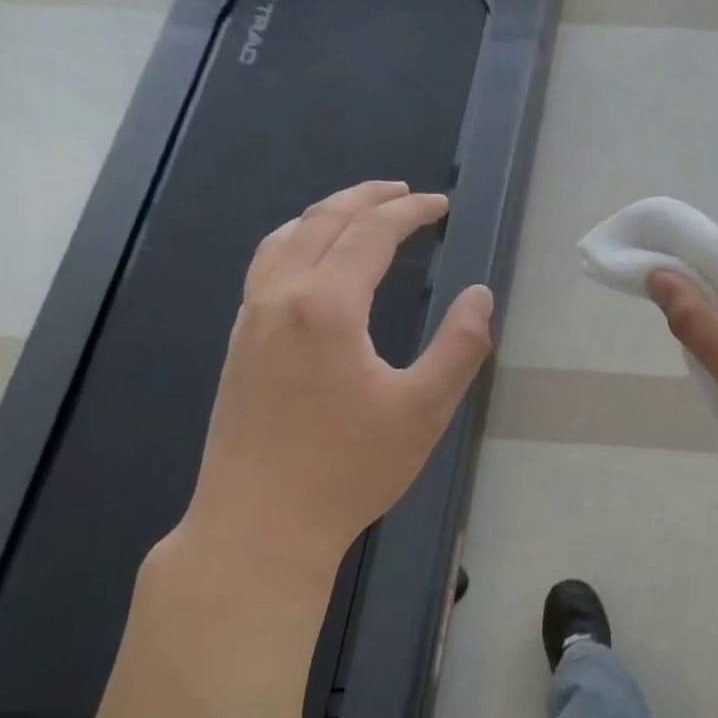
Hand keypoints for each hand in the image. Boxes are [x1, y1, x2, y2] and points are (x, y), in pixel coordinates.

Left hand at [179, 181, 493, 580]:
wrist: (260, 524)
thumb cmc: (350, 468)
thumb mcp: (424, 410)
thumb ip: (459, 346)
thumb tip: (479, 296)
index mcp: (327, 306)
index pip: (370, 234)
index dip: (408, 212)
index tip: (440, 204)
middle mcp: (280, 299)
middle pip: (322, 224)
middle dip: (366, 199)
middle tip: (403, 192)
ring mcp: (250, 322)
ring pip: (283, 241)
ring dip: (324, 215)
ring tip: (356, 211)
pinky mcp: (238, 348)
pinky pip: (263, 268)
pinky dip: (294, 242)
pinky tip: (307, 262)